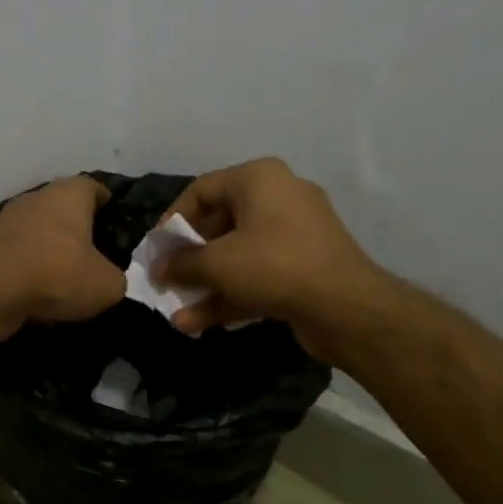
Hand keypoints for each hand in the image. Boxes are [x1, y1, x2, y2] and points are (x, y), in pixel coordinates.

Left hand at [0, 175, 126, 331]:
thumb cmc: (58, 273)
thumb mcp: (107, 285)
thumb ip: (115, 278)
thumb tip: (108, 281)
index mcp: (69, 194)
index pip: (94, 187)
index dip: (108, 203)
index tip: (116, 221)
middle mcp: (36, 199)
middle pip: (64, 210)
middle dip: (78, 231)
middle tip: (96, 256)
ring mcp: (7, 222)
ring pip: (39, 234)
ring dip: (51, 253)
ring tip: (69, 281)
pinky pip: (19, 258)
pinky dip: (30, 272)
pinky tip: (41, 296)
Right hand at [154, 158, 394, 355]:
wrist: (345, 306)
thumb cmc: (273, 266)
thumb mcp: (217, 264)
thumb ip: (181, 264)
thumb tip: (158, 269)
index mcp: (259, 179)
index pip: (201, 190)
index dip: (172, 221)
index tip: (156, 251)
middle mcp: (278, 197)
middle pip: (219, 225)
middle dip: (189, 261)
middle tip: (166, 282)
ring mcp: (294, 234)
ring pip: (237, 256)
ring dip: (206, 286)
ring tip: (177, 314)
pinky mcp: (303, 267)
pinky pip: (257, 275)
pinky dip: (231, 295)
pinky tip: (199, 324)